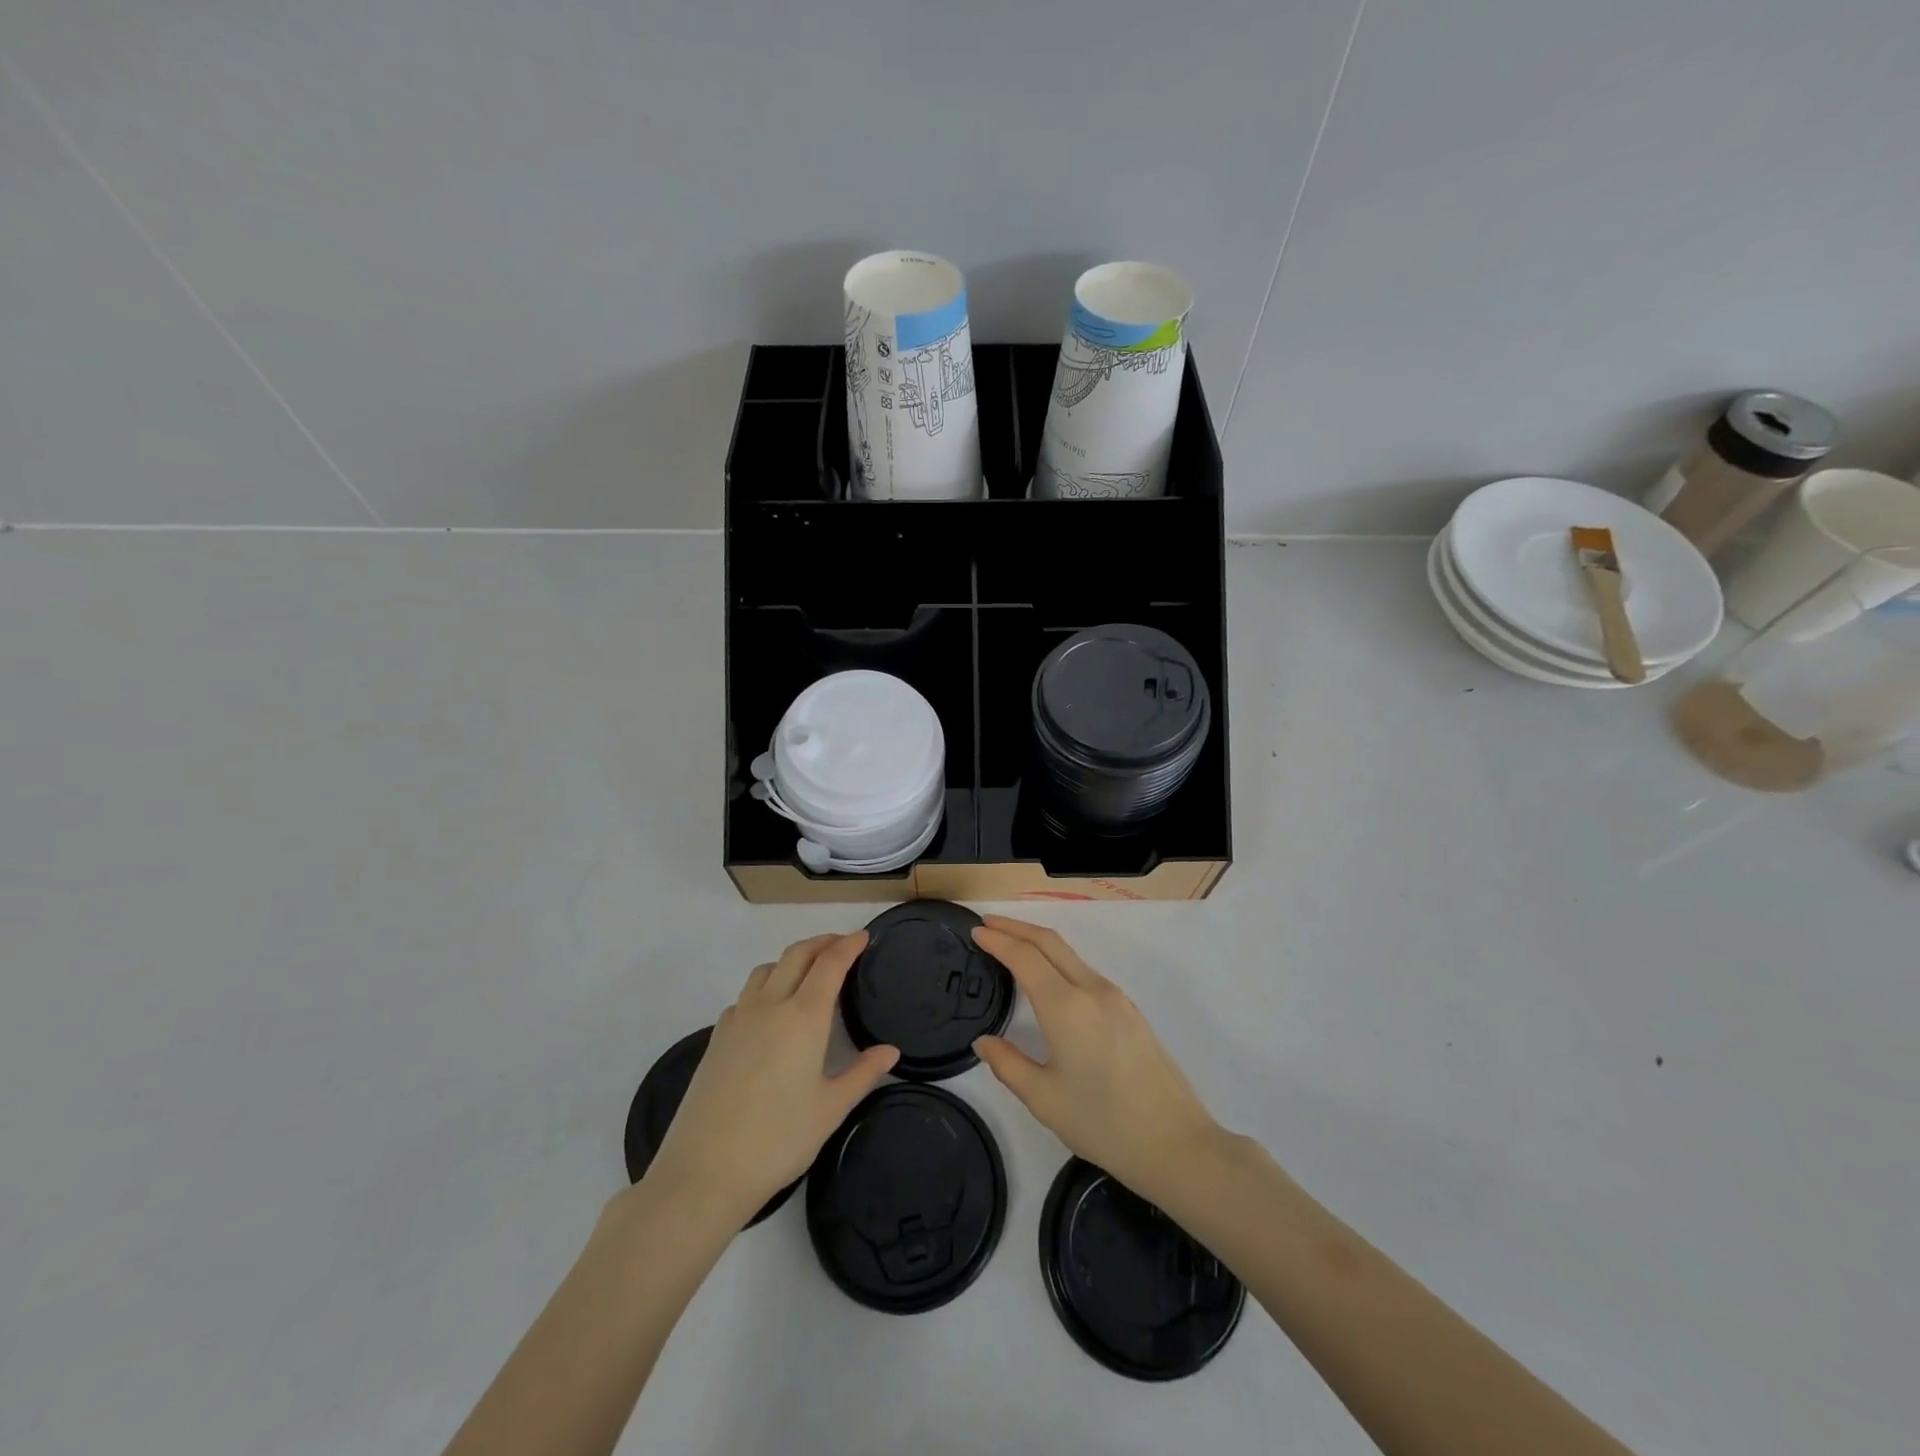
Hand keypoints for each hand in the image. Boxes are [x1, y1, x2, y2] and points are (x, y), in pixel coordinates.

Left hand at [645, 932, 897, 1224]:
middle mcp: (769, 1007)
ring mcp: (738, 1020)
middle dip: (821, 943)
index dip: (848, 945)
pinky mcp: (716, 1039)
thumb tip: (890, 1051)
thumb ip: (863, 1073)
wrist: (704, 1172)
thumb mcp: (831, 1109)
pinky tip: (769, 1013)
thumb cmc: (778, 1140)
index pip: (829, 964)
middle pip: (796, 955)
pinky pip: (744, 996)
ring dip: (791, 960)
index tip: (864, 936)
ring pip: (766, 970)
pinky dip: (764, 988)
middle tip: (842, 945)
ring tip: (807, 973)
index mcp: (803, 1017)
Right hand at [971, 916, 1223, 1203]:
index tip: (975, 930)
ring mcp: (1116, 998)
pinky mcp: (1130, 1011)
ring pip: (1070, 955)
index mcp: (1067, 1007)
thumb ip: (1008, 1064)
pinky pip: (1085, 972)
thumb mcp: (1044, 1099)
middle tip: (987, 924)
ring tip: (1011, 946)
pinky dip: (1058, 961)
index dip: (998, 939)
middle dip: (1016, 927)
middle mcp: (1093, 990)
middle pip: (1050, 942)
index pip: (1025, 957)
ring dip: (1038, 942)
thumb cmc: (1104, 1124)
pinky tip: (1048, 979)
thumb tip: (984, 1042)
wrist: (1177, 1144)